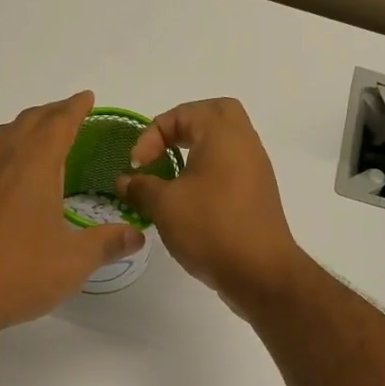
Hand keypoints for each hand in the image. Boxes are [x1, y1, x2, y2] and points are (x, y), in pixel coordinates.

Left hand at [0, 92, 144, 341]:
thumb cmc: (18, 273)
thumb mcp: (73, 261)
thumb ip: (107, 244)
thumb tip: (136, 235)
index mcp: (32, 165)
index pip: (58, 123)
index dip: (74, 108)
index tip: (87, 97)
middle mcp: (0, 161)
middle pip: (26, 123)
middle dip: (50, 114)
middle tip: (68, 113)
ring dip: (22, 129)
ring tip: (38, 136)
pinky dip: (1, 152)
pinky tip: (4, 176)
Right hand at [116, 98, 305, 312]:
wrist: (260, 272)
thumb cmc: (211, 227)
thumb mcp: (164, 205)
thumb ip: (140, 187)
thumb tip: (124, 181)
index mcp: (223, 134)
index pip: (183, 113)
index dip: (152, 135)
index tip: (137, 166)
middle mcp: (245, 143)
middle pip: (215, 114)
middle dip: (183, 127)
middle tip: (162, 150)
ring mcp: (256, 170)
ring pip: (225, 143)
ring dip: (196, 152)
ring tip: (170, 178)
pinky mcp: (257, 195)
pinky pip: (231, 168)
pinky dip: (208, 173)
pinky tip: (188, 201)